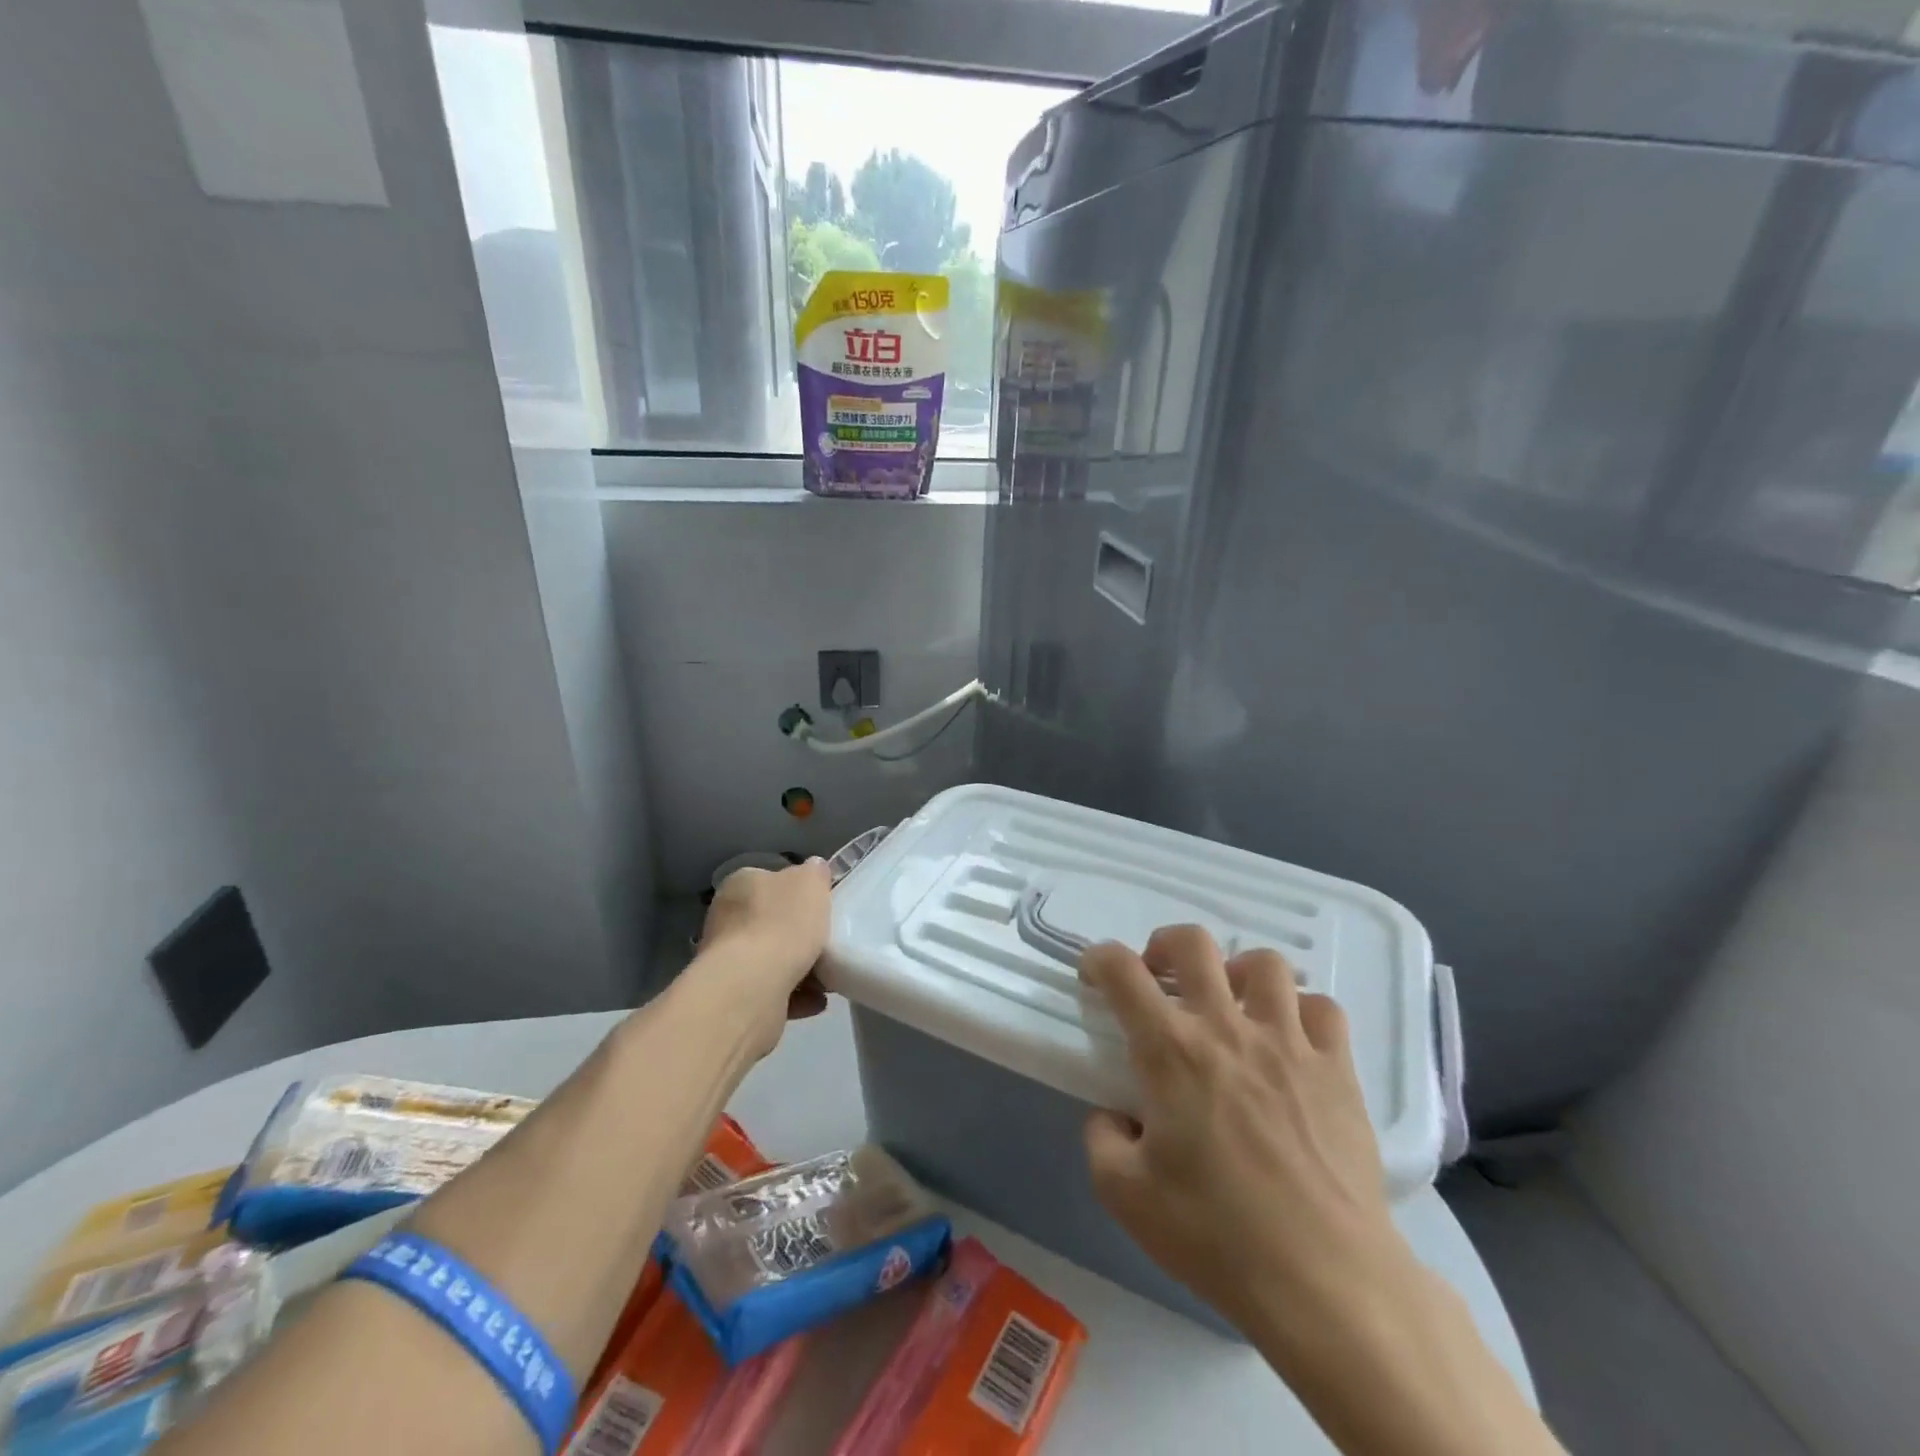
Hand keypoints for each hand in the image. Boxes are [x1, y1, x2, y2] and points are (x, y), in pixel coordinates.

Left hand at [698, 860, 832, 1044]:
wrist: (752, 987)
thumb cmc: (782, 924)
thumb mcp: (811, 882)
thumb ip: (814, 873)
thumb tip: (813, 869)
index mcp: (740, 884)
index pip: (769, 881)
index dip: (796, 893)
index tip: (819, 908)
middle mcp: (725, 918)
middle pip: (770, 922)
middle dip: (799, 935)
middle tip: (827, 943)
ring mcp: (726, 960)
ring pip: (771, 959)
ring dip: (800, 968)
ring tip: (827, 978)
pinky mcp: (733, 996)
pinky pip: (771, 991)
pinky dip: (795, 996)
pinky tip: (816, 1000)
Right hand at [1079, 925, 1409, 1347]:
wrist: (1324, 1281)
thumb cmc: (1216, 1235)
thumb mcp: (1125, 1195)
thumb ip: (1102, 1139)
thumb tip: (1114, 1115)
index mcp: (1170, 1051)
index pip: (1122, 971)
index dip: (1099, 958)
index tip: (1095, 974)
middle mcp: (1226, 1028)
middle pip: (1193, 943)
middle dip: (1165, 945)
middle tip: (1160, 978)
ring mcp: (1289, 1043)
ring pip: (1264, 964)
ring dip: (1237, 973)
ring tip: (1231, 1005)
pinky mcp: (1337, 1069)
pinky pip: (1323, 1008)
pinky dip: (1301, 1011)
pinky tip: (1291, 1039)